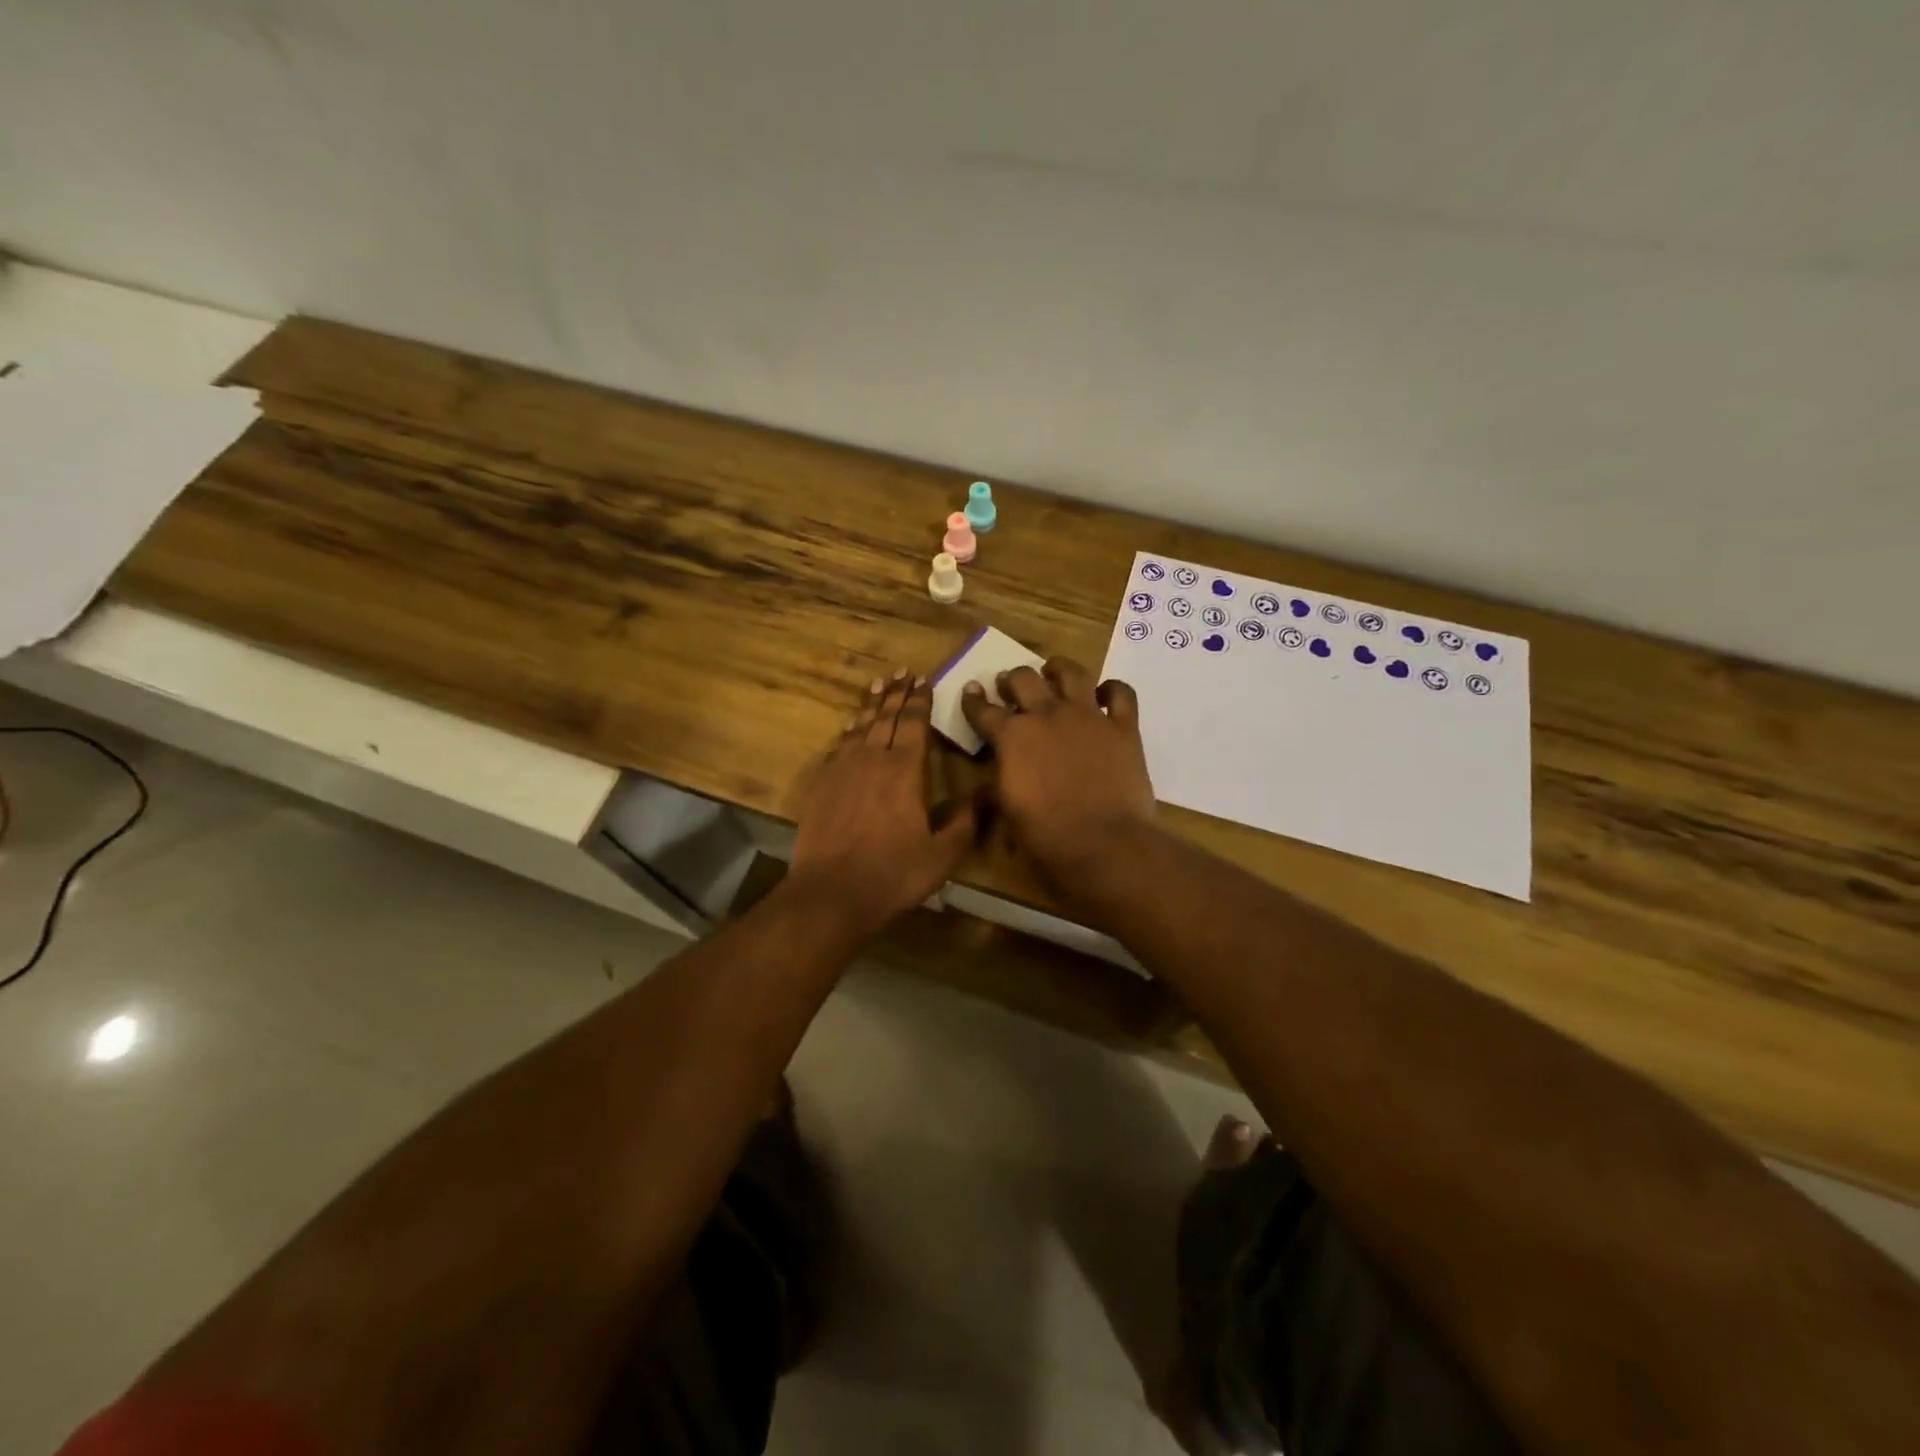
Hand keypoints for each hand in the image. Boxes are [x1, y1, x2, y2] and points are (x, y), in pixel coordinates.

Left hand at [789, 670, 980, 938]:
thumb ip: (966, 822)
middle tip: (902, 672)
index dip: (920, 700)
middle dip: (897, 694)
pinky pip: (837, 747)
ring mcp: (842, 770)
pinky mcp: (821, 785)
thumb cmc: (893, 874)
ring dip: (871, 706)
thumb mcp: (942, 855)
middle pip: (886, 717)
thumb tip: (987, 793)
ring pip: (859, 727)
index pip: (914, 724)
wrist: (831, 892)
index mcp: (905, 771)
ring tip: (878, 686)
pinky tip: (850, 729)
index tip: (924, 680)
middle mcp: (872, 759)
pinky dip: (847, 732)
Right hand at [961, 658, 1155, 885]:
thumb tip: (1001, 770)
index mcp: (1011, 737)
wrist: (1102, 844)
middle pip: (1023, 679)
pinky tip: (1105, 695)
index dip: (973, 699)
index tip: (972, 690)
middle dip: (1012, 680)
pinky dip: (1112, 690)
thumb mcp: (1007, 810)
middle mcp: (1047, 715)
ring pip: (1071, 673)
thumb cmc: (1045, 836)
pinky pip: (1121, 694)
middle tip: (1010, 685)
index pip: (983, 710)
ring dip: (1058, 669)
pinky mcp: (1123, 727)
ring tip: (1053, 671)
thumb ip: (1002, 779)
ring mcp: (1087, 716)